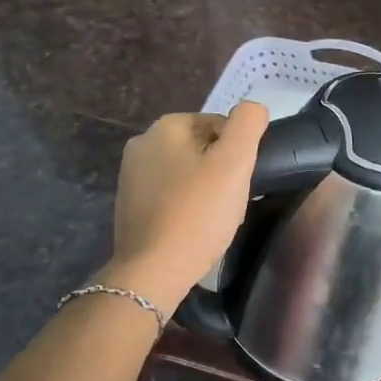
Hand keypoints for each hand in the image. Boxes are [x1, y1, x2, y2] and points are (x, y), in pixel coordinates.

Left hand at [107, 102, 267, 312]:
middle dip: (220, 169)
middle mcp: (142, 144)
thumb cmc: (198, 212)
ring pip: (186, 171)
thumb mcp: (235, 162)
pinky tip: (194, 227)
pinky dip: (185, 205)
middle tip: (231, 199)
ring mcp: (131, 176)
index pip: (219, 125)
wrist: (154, 271)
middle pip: (201, 147)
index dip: (238, 151)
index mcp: (165, 127)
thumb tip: (251, 109)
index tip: (240, 180)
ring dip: (205, 188)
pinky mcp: (129, 205)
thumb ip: (248, 123)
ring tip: (215, 216)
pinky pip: (170, 194)